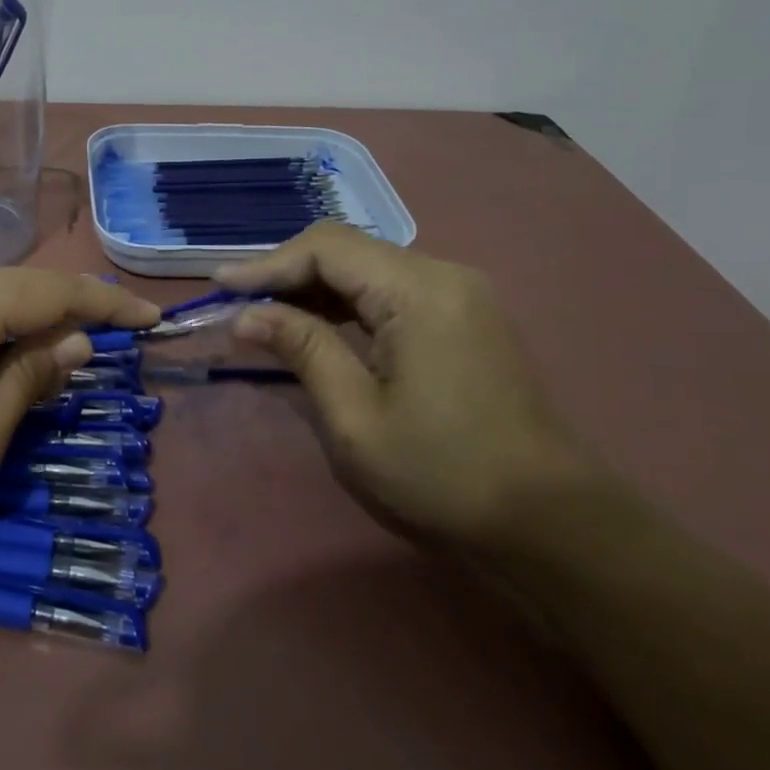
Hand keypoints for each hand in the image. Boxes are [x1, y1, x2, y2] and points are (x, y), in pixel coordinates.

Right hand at [216, 225, 591, 545]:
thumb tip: (246, 315)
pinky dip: (346, 303)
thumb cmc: (443, 473)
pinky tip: (316, 327)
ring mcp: (459, 294)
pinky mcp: (463, 317)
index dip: (267, 264)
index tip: (220, 287)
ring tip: (265, 316)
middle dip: (287, 273)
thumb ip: (301, 350)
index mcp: (418, 291)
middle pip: (347, 249)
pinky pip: (390, 291)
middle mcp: (442, 275)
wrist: (549, 521)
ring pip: (368, 268)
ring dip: (314, 288)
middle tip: (238, 305)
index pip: (327, 248)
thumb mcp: (355, 417)